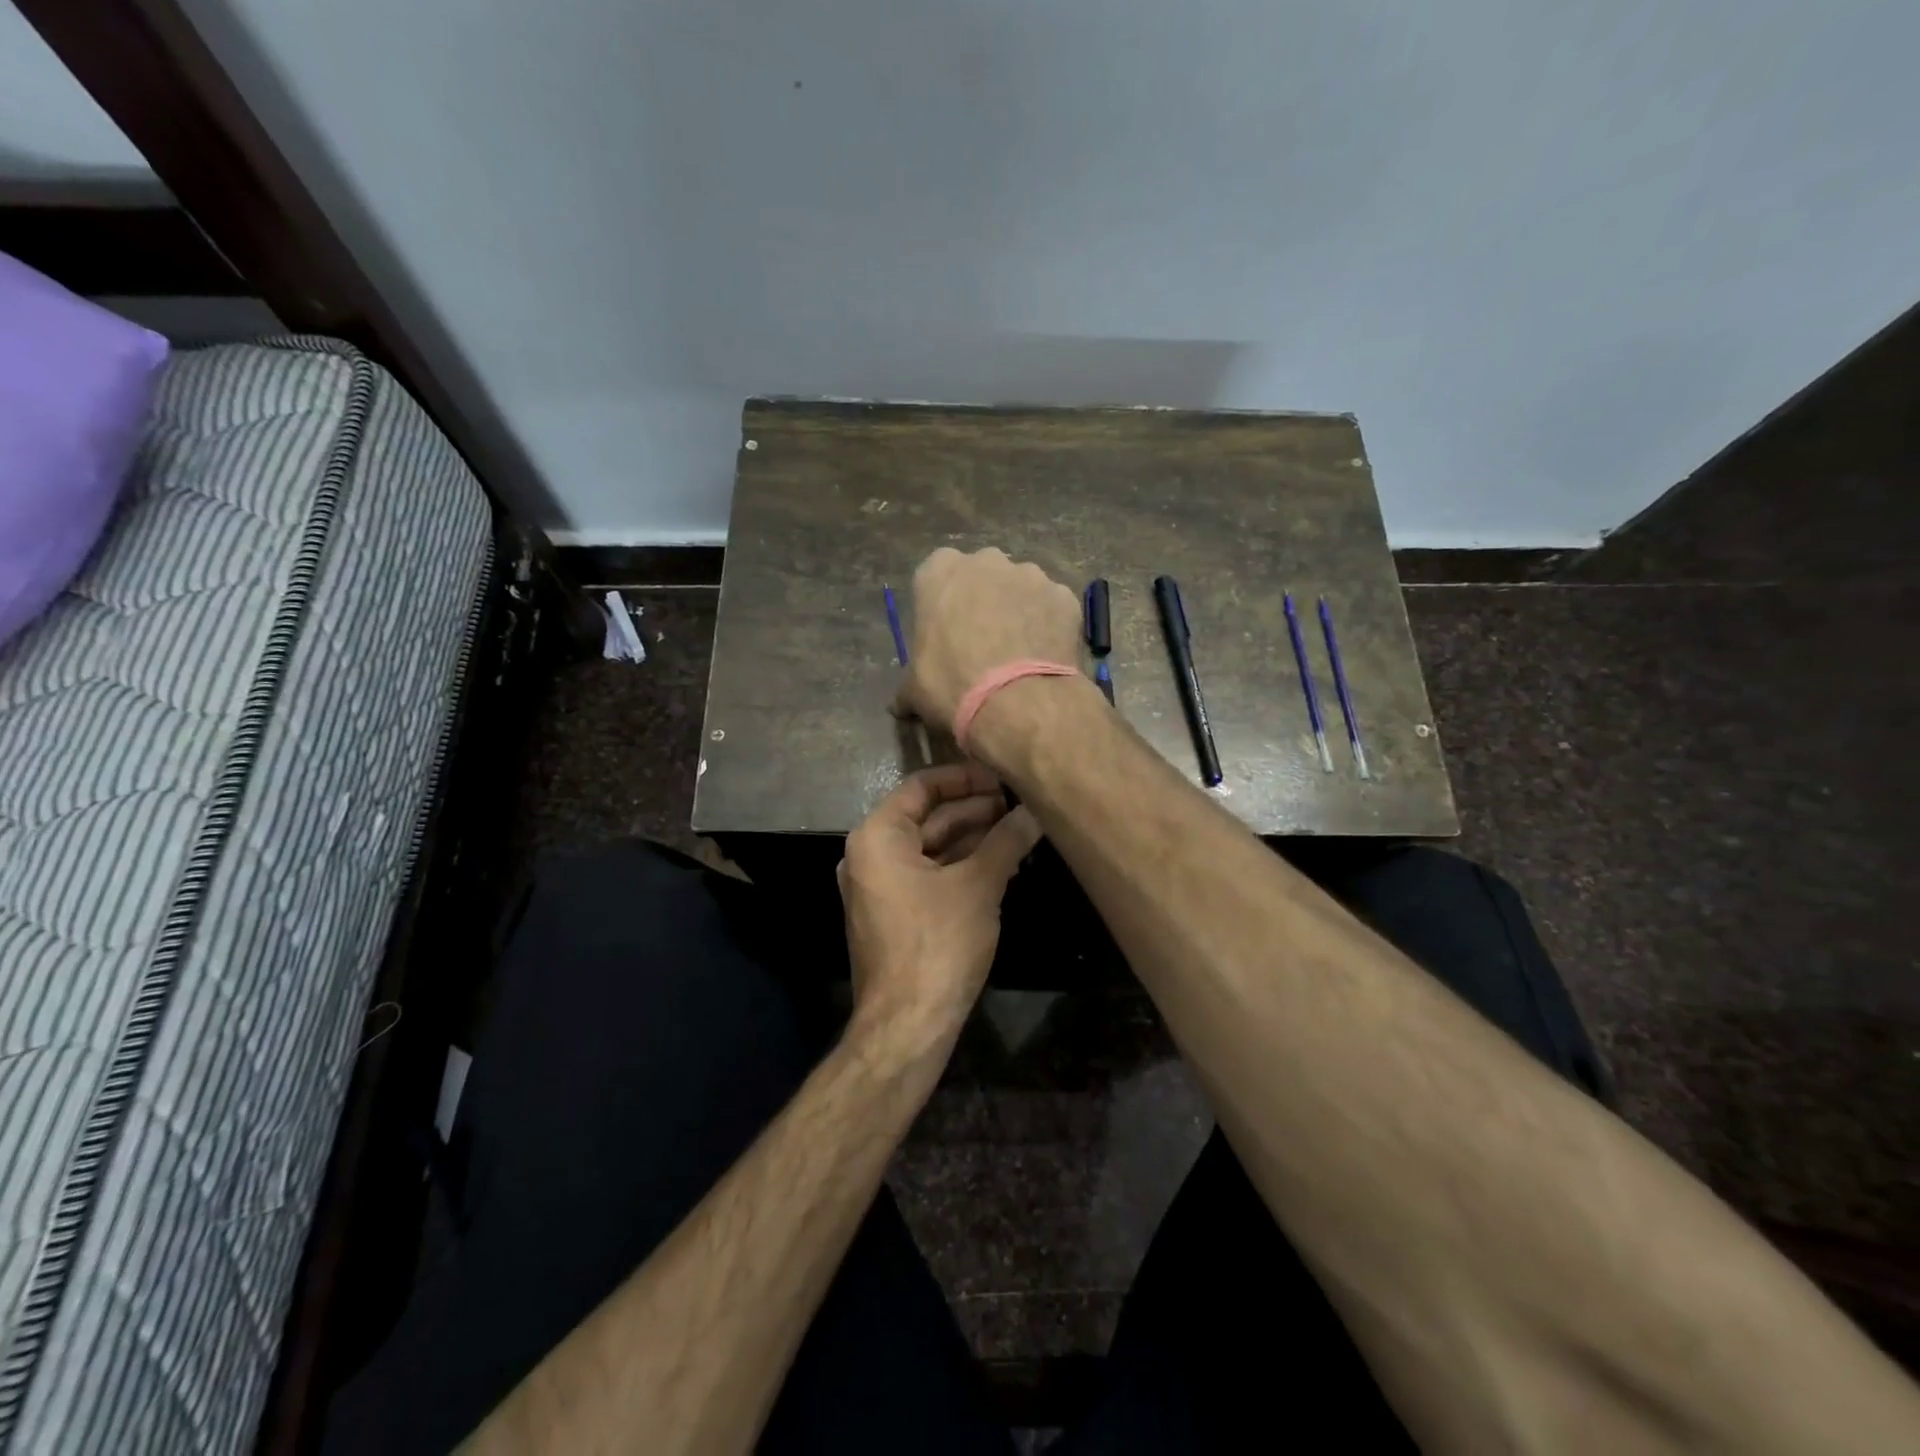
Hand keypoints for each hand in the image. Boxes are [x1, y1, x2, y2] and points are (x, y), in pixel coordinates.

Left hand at [838, 762, 1040, 1051]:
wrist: (908, 1025)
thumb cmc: (938, 943)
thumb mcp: (978, 886)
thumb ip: (1006, 841)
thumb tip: (1035, 811)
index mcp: (877, 837)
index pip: (922, 787)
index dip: (964, 778)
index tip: (1003, 778)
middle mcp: (871, 856)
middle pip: (928, 817)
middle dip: (975, 810)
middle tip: (1021, 805)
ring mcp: (881, 888)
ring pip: (932, 849)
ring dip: (973, 838)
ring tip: (1019, 829)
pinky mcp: (895, 915)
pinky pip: (930, 875)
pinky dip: (962, 866)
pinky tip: (1001, 862)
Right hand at [895, 548, 1083, 732]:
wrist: (1017, 702)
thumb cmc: (952, 685)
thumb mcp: (914, 689)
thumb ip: (907, 686)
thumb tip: (900, 705)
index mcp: (940, 571)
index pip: (936, 576)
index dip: (943, 606)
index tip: (946, 634)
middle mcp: (987, 561)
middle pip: (982, 576)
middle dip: (983, 601)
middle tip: (983, 643)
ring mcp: (1031, 575)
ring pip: (1021, 589)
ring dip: (1018, 611)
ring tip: (1019, 654)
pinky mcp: (1065, 597)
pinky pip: (1052, 608)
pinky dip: (1048, 626)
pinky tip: (1045, 657)